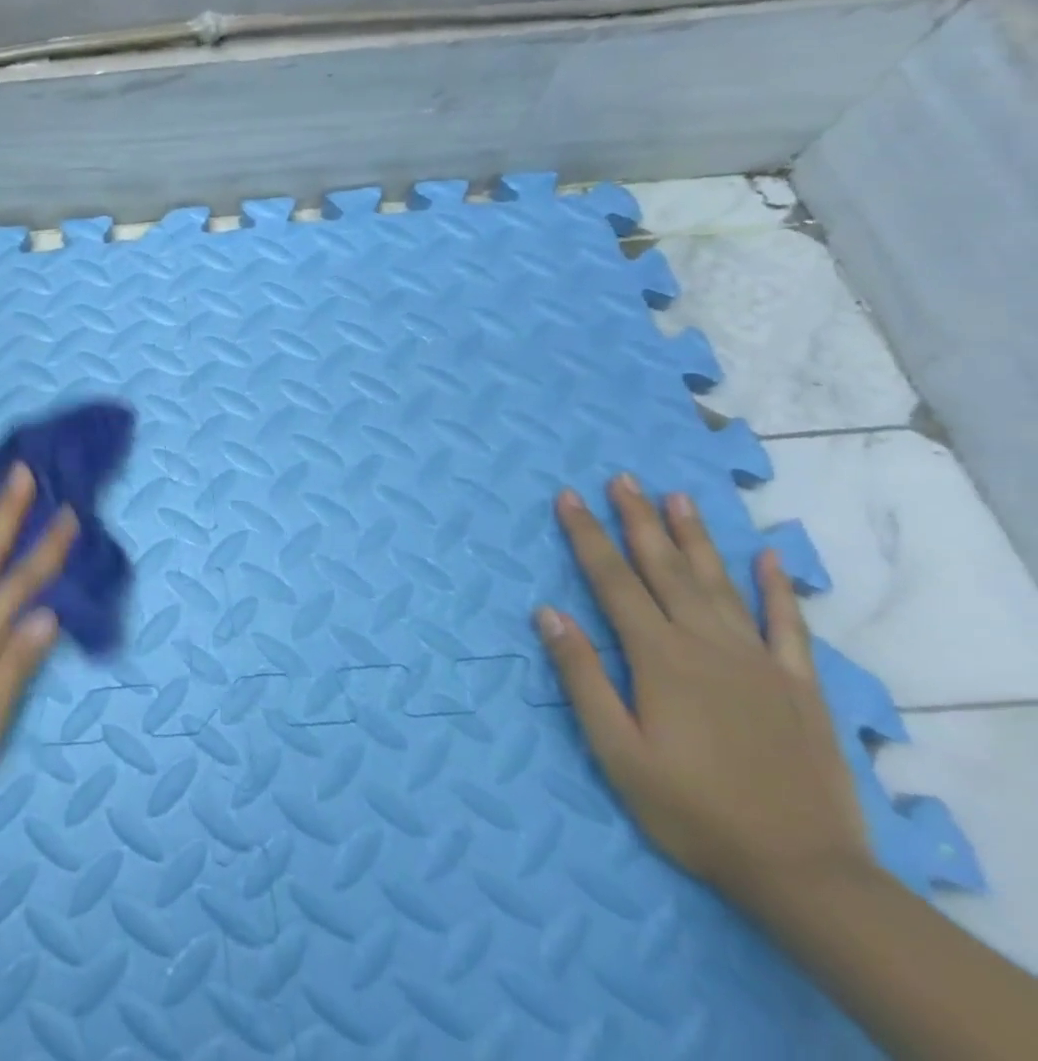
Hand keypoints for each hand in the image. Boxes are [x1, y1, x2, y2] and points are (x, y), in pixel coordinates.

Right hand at [537, 475, 870, 899]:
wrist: (804, 872)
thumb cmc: (691, 810)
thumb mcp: (616, 750)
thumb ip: (581, 676)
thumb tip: (547, 611)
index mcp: (659, 657)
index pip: (613, 581)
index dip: (587, 536)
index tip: (569, 497)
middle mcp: (708, 645)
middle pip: (666, 569)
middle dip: (639, 520)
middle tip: (622, 478)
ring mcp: (759, 662)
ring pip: (720, 584)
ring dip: (695, 538)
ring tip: (677, 497)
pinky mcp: (800, 687)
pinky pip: (787, 626)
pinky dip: (776, 588)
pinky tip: (766, 556)